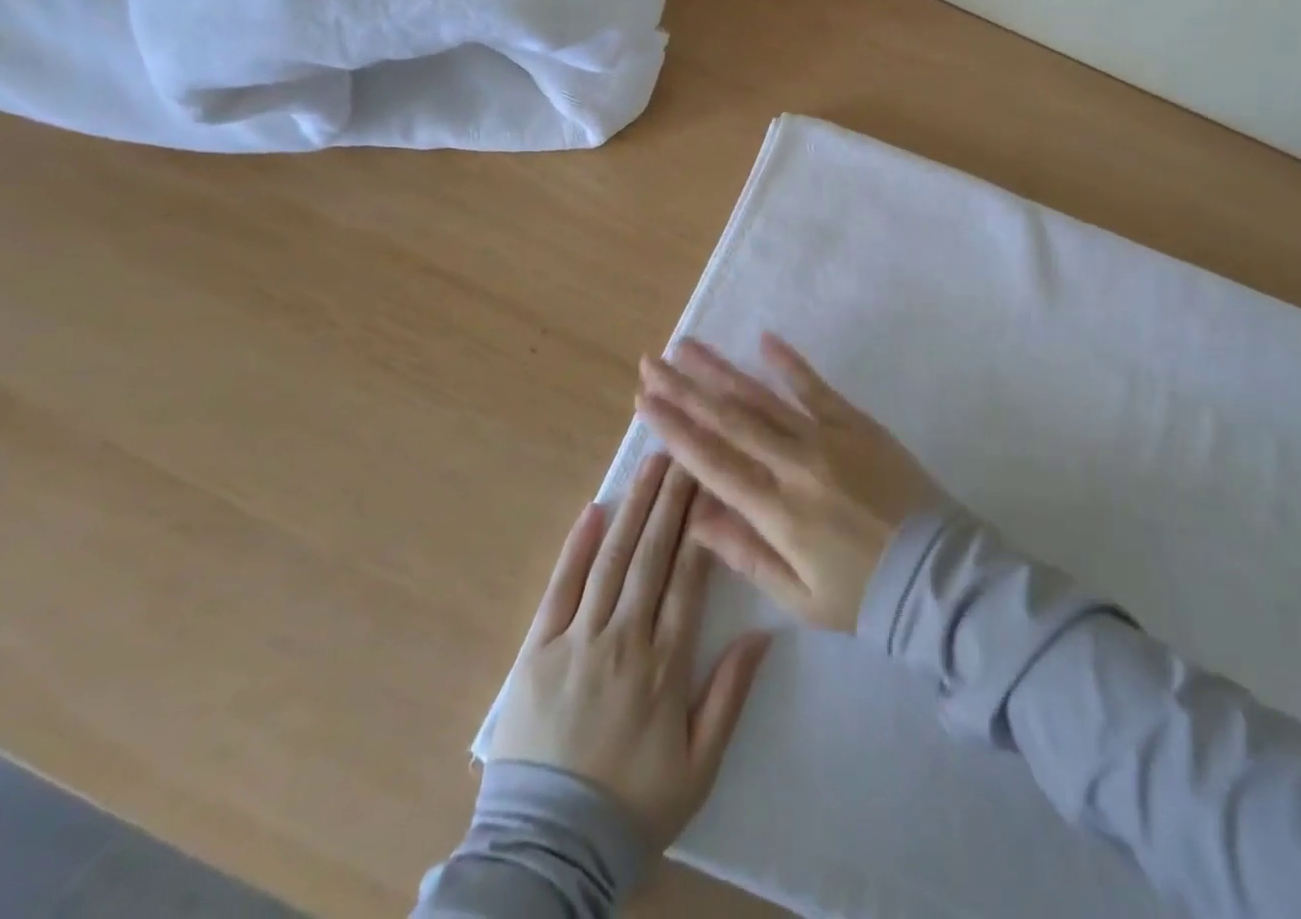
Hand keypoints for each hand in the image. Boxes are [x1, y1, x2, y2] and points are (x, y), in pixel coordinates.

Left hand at [488, 452, 771, 851]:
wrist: (548, 850)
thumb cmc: (633, 806)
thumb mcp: (699, 766)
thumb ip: (730, 695)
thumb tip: (763, 633)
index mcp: (665, 664)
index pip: (689, 577)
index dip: (702, 524)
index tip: (713, 482)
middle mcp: (624, 639)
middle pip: (652, 554)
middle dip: (671, 498)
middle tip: (685, 450)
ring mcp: (577, 641)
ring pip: (612, 559)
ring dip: (634, 507)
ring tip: (651, 463)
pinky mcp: (536, 651)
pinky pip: (560, 589)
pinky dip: (576, 548)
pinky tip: (594, 510)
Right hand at [635, 335, 938, 633]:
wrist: (935, 573)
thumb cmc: (862, 593)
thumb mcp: (798, 595)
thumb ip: (745, 553)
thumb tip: (694, 519)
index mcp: (776, 513)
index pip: (712, 462)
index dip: (674, 429)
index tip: (644, 401)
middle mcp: (794, 466)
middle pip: (729, 420)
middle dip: (685, 389)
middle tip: (652, 362)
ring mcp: (828, 439)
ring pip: (763, 398)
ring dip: (722, 370)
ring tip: (688, 346)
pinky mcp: (857, 424)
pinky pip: (817, 388)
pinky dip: (790, 364)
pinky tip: (764, 340)